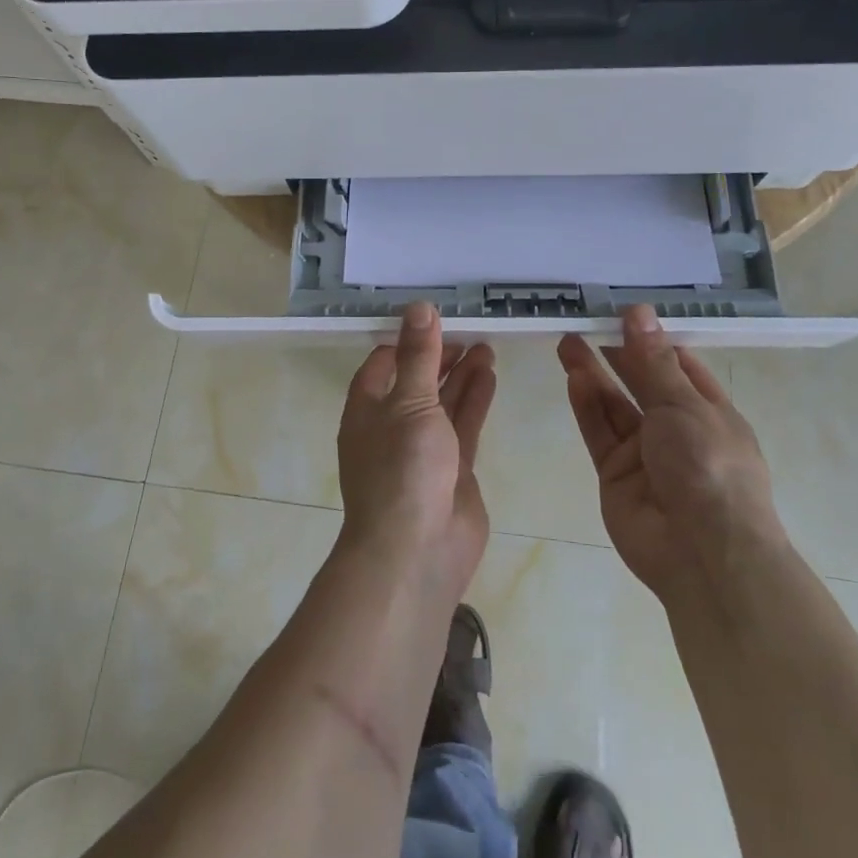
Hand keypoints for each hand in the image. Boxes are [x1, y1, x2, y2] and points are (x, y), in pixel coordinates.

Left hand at [338, 304, 496, 598]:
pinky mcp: (453, 468)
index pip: (383, 363)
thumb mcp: (409, 402)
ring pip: (443, 402)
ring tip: (486, 346)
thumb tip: (419, 306)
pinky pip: (464, 425)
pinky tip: (490, 376)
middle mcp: (392, 425)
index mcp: (367, 409)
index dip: (406, 341)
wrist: (417, 551)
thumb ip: (419, 356)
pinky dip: (475, 400)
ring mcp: (423, 449)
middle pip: (417, 380)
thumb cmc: (402, 468)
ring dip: (462, 375)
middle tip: (469, 330)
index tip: (434, 319)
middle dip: (439, 356)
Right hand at [558, 307, 784, 600]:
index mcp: (708, 410)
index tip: (621, 312)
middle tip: (584, 321)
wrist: (704, 554)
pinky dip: (587, 405)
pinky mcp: (615, 474)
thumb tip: (638, 312)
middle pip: (640, 382)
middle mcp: (676, 428)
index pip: (678, 364)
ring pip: (614, 405)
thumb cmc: (709, 466)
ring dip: (593, 374)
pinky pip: (600, 432)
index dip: (651, 338)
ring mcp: (644, 453)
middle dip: (615, 352)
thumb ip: (652, 361)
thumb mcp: (684, 405)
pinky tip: (573, 378)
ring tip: (567, 341)